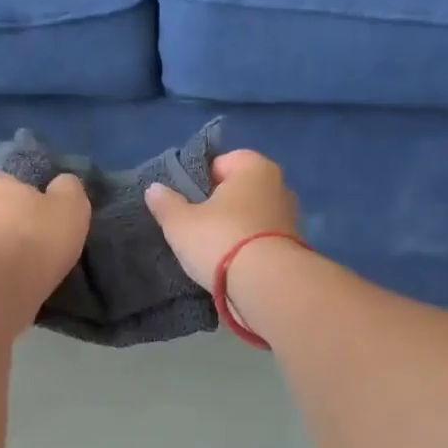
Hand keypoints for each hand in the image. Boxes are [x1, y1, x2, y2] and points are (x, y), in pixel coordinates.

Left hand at [0, 172, 91, 312]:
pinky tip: (18, 281)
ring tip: (31, 265)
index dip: (31, 197)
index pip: (12, 182)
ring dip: (6, 249)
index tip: (48, 214)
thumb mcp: (71, 204)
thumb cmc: (37, 237)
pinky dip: (1, 270)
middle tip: (41, 240)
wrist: (3, 288)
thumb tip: (62, 185)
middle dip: (15, 222)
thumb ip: (68, 187)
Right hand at [144, 149, 299, 289]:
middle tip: (195, 226)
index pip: (221, 162)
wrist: (266, 285)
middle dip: (220, 205)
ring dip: (235, 228)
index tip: (186, 202)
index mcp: (254, 166)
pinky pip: (262, 240)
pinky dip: (248, 248)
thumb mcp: (180, 223)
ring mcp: (291, 217)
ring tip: (212, 250)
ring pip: (252, 216)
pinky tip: (231, 265)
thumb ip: (165, 203)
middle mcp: (279, 185)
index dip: (200, 180)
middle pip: (239, 190)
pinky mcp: (294, 246)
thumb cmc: (220, 239)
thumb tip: (154, 189)